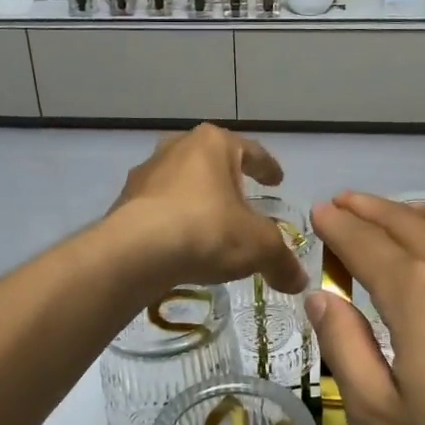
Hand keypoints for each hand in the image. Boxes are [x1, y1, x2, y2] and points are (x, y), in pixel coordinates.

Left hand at [107, 125, 308, 295]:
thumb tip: (299, 281)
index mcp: (213, 144)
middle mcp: (177, 148)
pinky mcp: (124, 200)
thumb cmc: (206, 231)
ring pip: (181, 181)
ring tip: (210, 223)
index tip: (277, 179)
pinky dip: (173, 219)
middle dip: (227, 178)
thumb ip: (281, 261)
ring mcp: (146, 173)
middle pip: (211, 160)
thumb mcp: (258, 247)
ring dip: (197, 198)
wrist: (135, 252)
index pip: (251, 150)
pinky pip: (159, 206)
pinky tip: (180, 242)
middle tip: (242, 197)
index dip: (267, 167)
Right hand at [306, 193, 424, 424]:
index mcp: (418, 292)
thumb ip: (344, 347)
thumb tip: (322, 297)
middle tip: (345, 203)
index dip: (337, 225)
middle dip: (370, 208)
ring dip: (423, 210)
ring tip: (404, 214)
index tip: (319, 212)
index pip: (366, 243)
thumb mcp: (380, 416)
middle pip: (409, 222)